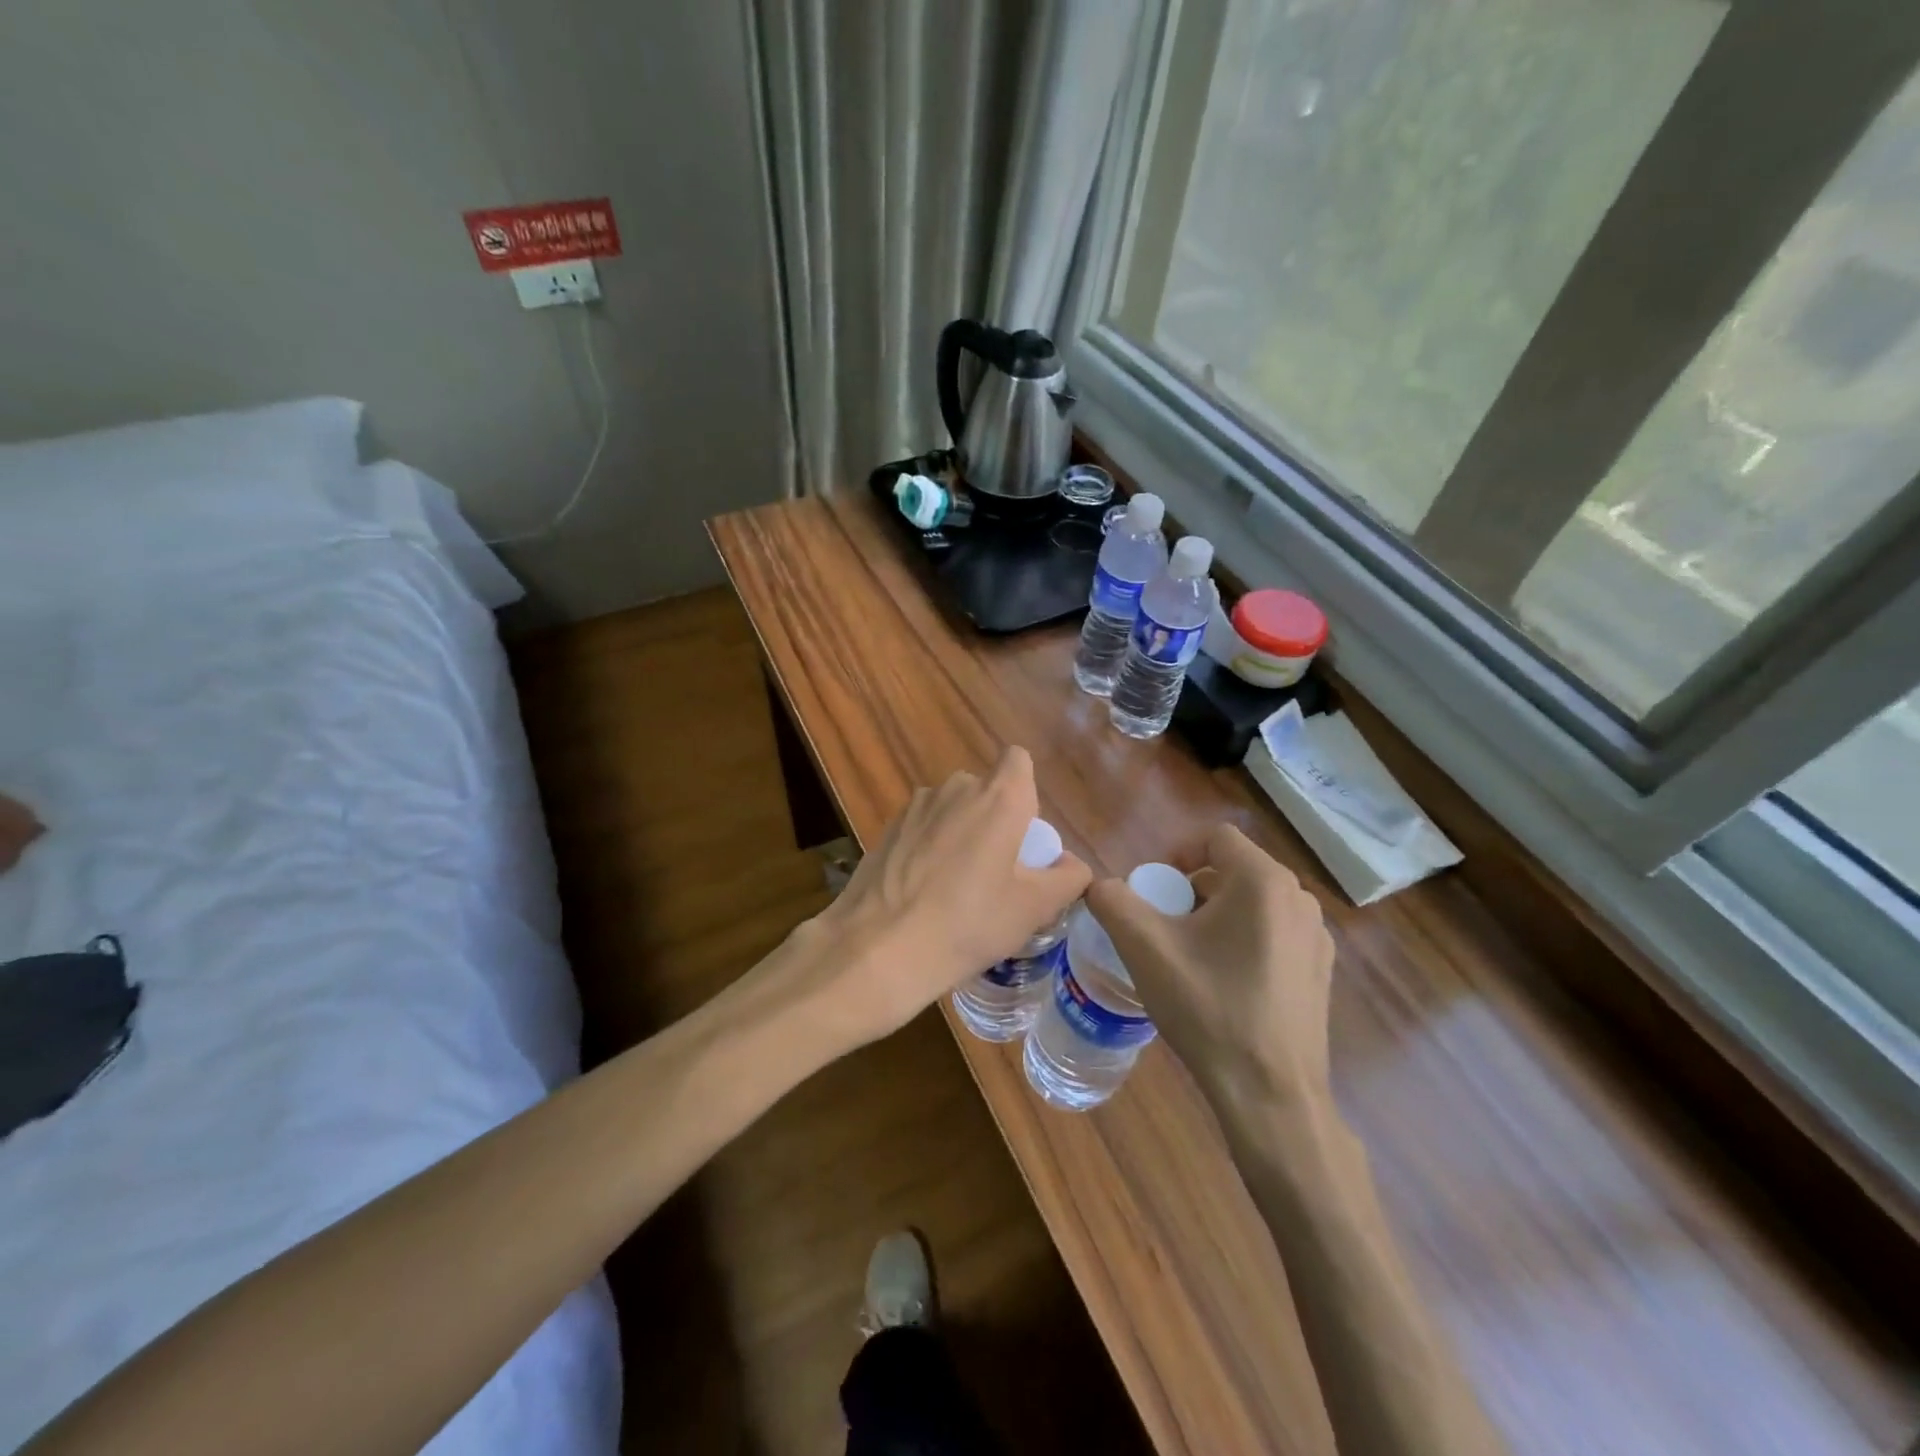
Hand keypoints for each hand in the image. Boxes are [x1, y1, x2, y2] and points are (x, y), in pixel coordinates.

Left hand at [794, 746, 1090, 1050]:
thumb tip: (1071, 864)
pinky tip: (923, 891)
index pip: (1018, 761)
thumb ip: (1067, 878)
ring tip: (956, 887)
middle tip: (997, 872)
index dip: (1025, 790)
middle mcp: (956, 788)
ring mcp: (916, 806)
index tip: (1023, 834)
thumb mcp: (1033, 909)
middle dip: (994, 820)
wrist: (879, 947)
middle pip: (985, 790)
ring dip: (960, 833)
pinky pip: (923, 827)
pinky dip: (929, 847)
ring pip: (951, 809)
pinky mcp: (888, 828)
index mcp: (998, 797)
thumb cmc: (969, 923)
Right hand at [1086, 824, 1333, 1106]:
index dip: (1176, 856)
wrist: (1271, 1095)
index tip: (1155, 894)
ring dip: (1216, 916)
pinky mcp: (1321, 971)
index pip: (1214, 838)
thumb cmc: (1208, 1009)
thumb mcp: (1144, 949)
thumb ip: (1112, 901)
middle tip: (1165, 928)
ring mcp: (1317, 938)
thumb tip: (1099, 886)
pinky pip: (1274, 933)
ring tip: (1191, 958)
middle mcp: (1299, 899)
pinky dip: (1244, 941)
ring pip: (1253, 903)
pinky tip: (1225, 985)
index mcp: (1263, 882)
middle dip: (1192, 890)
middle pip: (1233, 870)